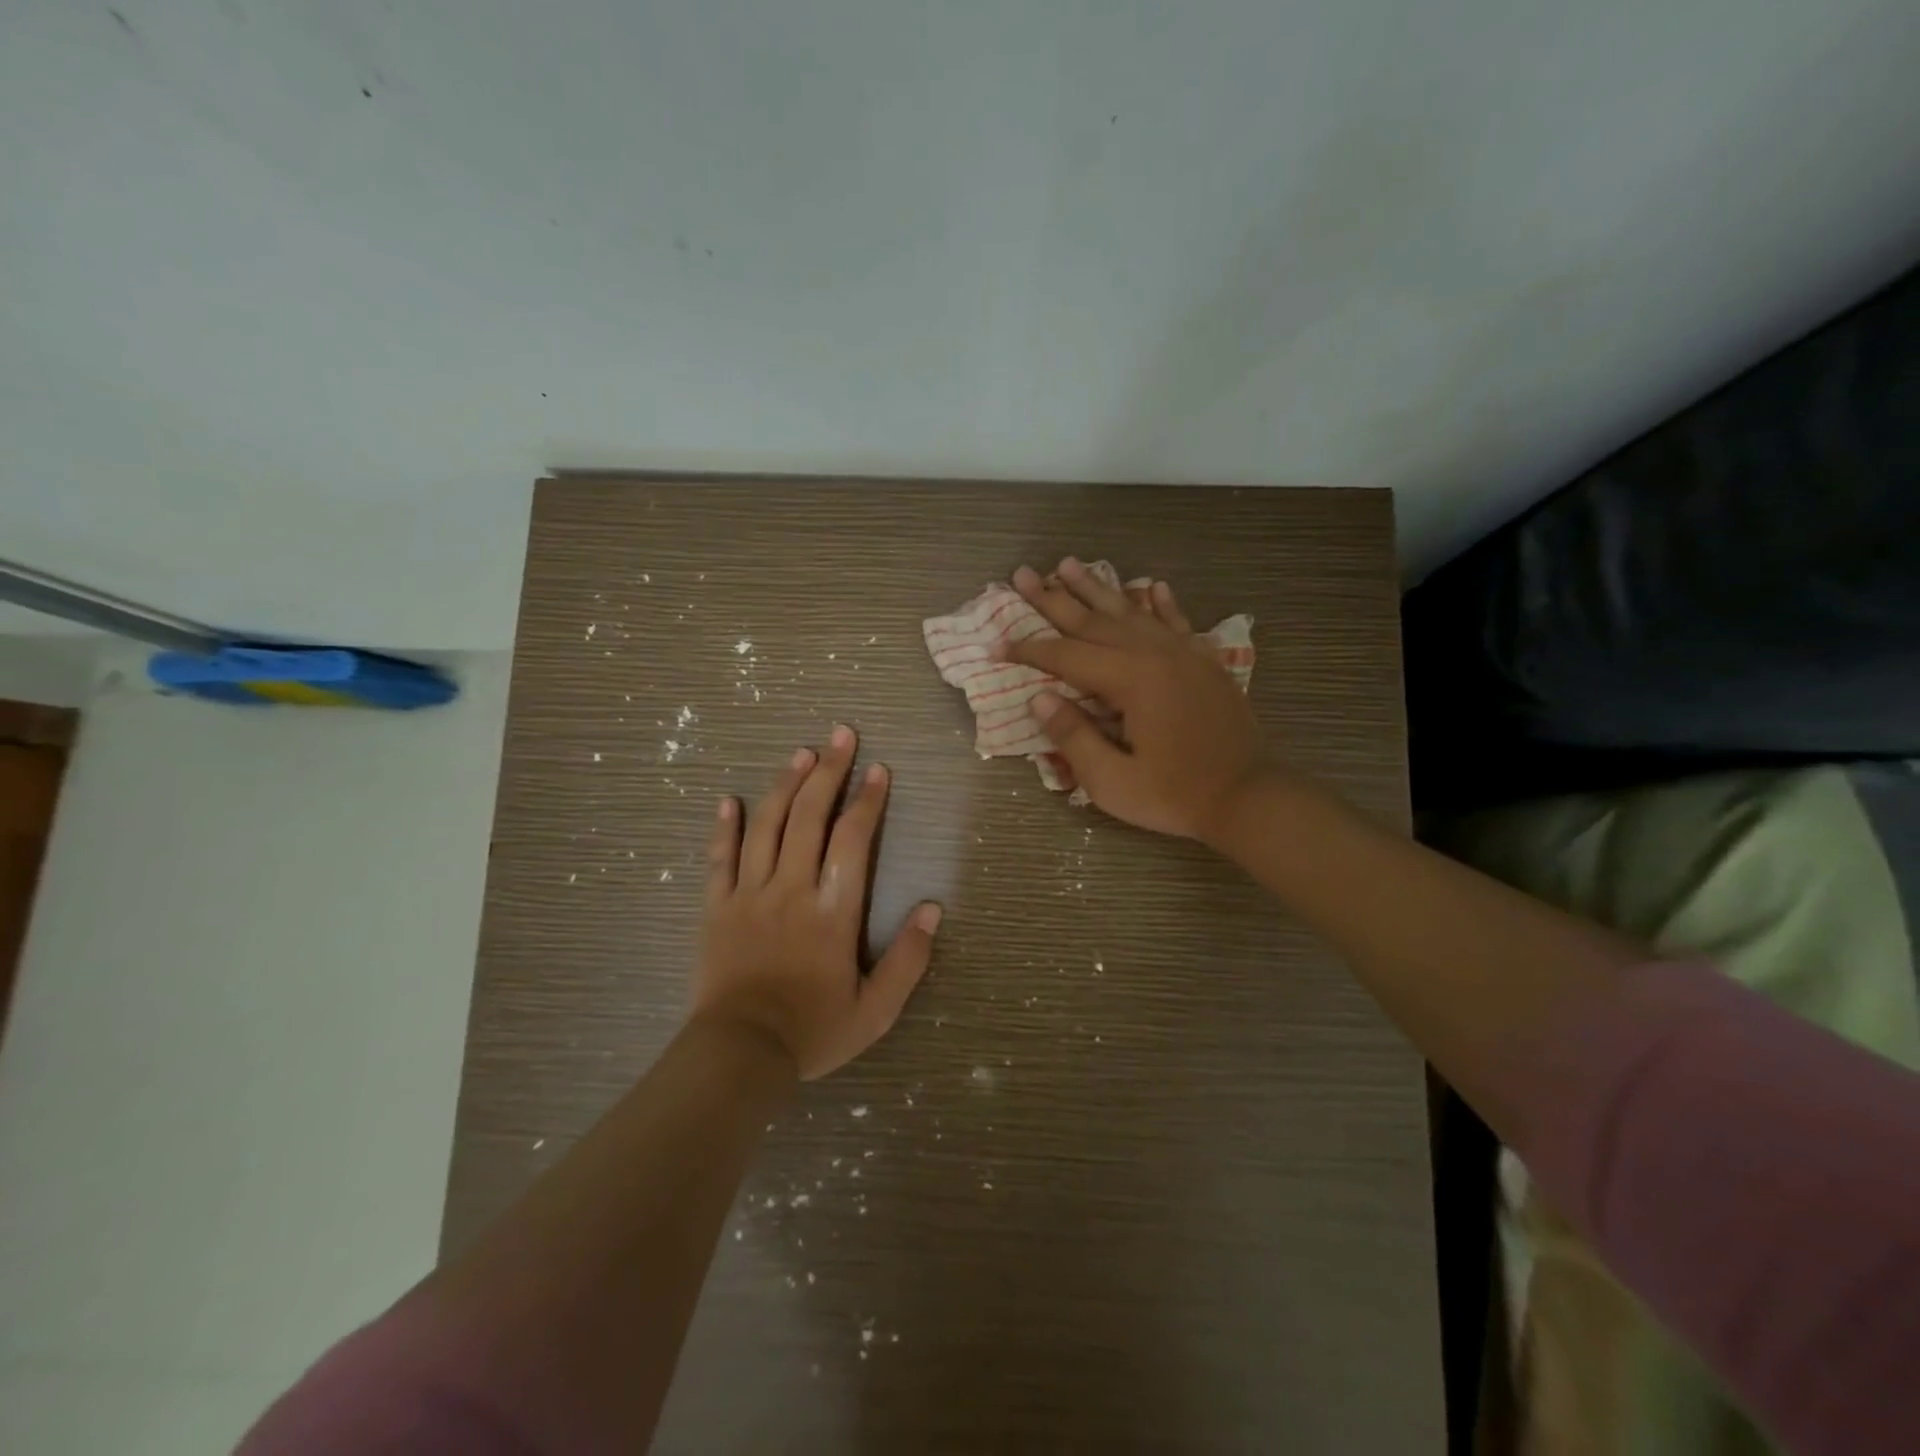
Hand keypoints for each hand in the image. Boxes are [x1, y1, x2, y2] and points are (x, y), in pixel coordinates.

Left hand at [692, 725, 942, 1079]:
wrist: (739, 1054)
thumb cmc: (813, 1030)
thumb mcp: (875, 1009)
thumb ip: (909, 958)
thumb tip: (933, 908)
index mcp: (832, 910)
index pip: (853, 839)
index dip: (868, 800)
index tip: (879, 769)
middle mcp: (791, 888)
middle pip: (810, 816)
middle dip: (829, 771)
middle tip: (841, 735)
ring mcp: (749, 894)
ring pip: (767, 826)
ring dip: (786, 784)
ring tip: (801, 752)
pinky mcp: (717, 907)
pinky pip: (720, 858)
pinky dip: (726, 826)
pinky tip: (730, 799)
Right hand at [997, 557, 1271, 841]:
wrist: (1249, 796)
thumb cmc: (1175, 795)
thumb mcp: (1113, 781)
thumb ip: (1074, 737)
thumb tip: (1039, 699)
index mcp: (1130, 680)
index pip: (1066, 657)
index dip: (1028, 651)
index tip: (997, 644)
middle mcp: (1154, 654)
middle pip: (1093, 621)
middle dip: (1053, 599)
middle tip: (1021, 574)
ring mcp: (1183, 653)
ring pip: (1130, 611)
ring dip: (1096, 588)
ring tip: (1068, 564)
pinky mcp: (1204, 662)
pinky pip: (1175, 621)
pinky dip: (1159, 603)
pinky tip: (1150, 586)